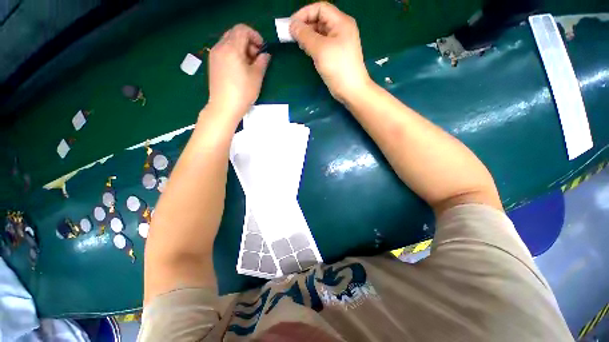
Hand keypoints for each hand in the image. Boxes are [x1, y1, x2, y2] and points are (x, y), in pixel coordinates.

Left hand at [206, 24, 270, 120]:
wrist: (224, 107)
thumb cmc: (242, 92)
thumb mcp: (257, 77)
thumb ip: (262, 62)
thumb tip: (265, 55)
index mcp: (232, 48)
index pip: (242, 29)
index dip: (255, 35)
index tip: (262, 48)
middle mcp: (220, 47)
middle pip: (234, 34)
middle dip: (248, 42)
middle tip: (256, 57)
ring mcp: (214, 55)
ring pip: (228, 42)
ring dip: (241, 48)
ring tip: (249, 64)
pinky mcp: (213, 63)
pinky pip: (224, 50)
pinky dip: (233, 53)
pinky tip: (239, 68)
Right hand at [289, 2, 369, 101]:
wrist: (351, 90)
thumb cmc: (338, 67)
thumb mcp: (320, 49)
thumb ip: (305, 35)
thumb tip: (292, 25)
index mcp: (341, 22)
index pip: (320, 8)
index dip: (304, 13)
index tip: (291, 25)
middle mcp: (341, 30)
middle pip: (320, 20)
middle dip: (305, 25)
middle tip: (292, 36)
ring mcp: (339, 43)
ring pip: (320, 33)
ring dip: (308, 36)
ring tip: (298, 44)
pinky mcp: (335, 55)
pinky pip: (322, 45)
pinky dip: (313, 46)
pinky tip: (306, 51)